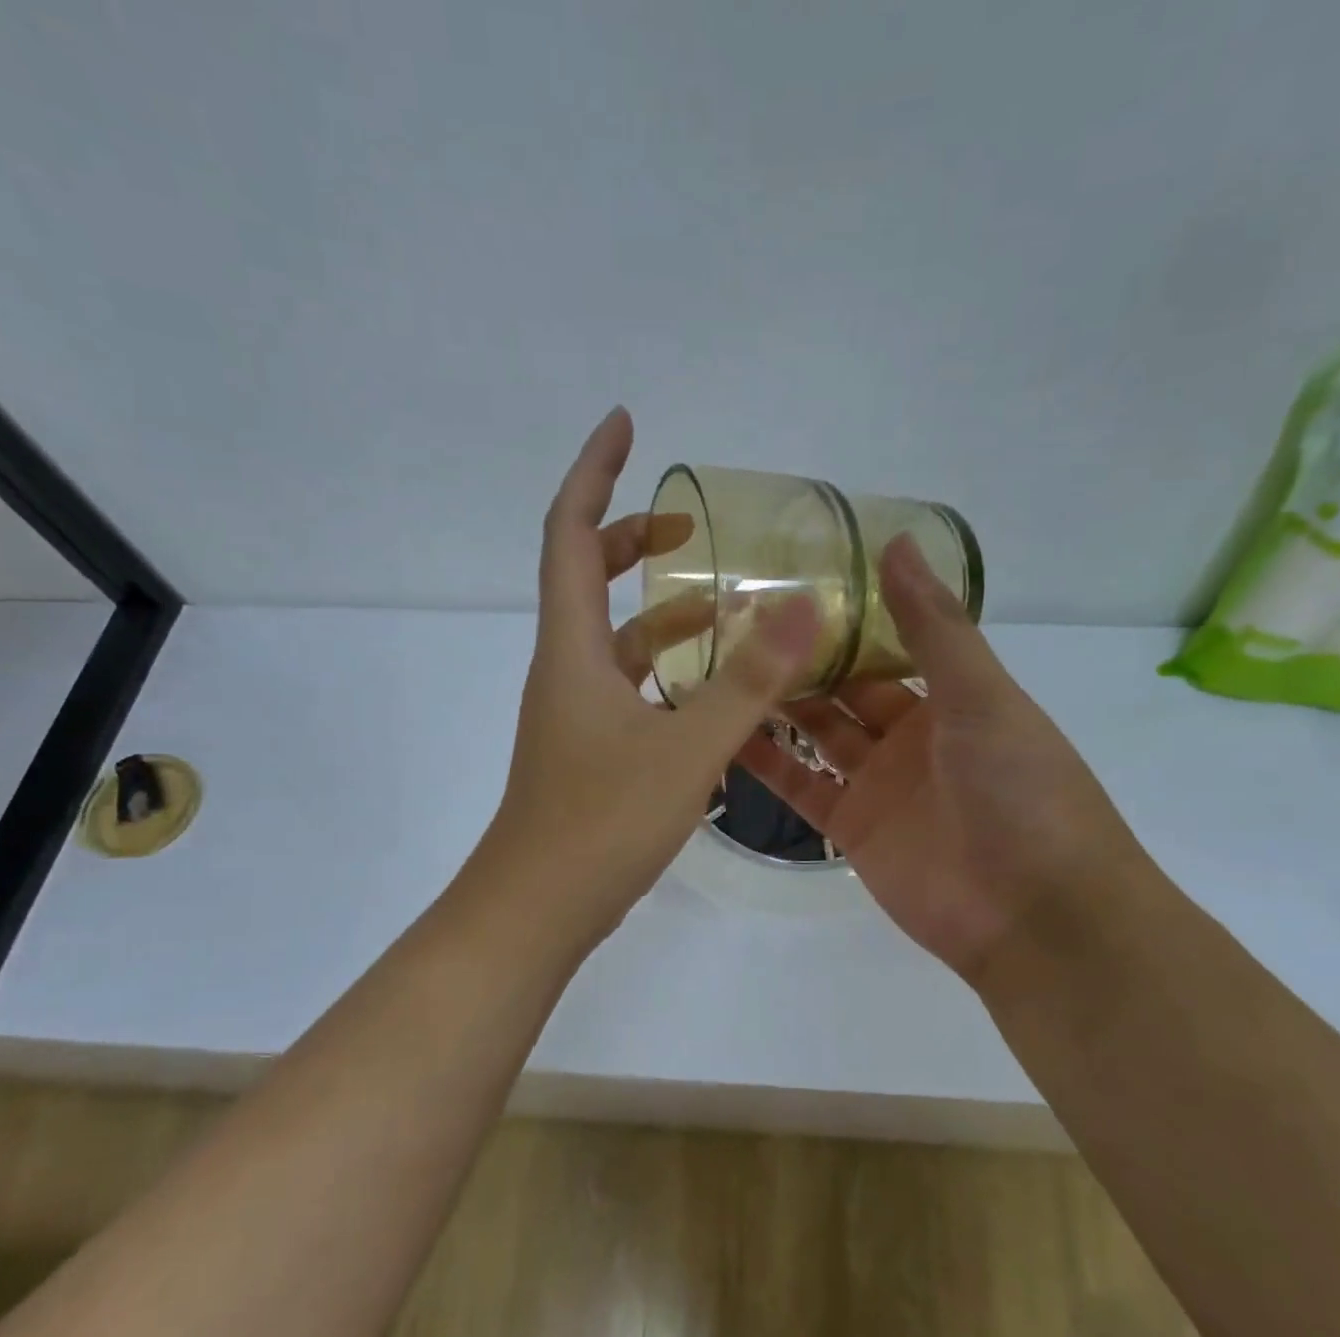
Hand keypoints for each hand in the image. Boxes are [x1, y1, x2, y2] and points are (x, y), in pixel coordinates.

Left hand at [485, 407, 820, 947]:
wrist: (537, 910)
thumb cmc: (600, 825)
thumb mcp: (686, 749)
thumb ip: (747, 681)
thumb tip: (802, 607)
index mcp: (573, 649)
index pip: (573, 533)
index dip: (594, 472)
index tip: (624, 424)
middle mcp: (566, 669)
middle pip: (589, 576)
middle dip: (635, 537)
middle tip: (690, 525)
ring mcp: (576, 711)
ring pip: (616, 638)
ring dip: (662, 613)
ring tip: (725, 607)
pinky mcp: (591, 748)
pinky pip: (630, 685)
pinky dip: (667, 669)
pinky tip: (712, 690)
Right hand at [736, 537, 1147, 986]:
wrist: (1035, 915)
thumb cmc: (1021, 790)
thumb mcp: (982, 696)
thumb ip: (934, 626)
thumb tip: (896, 540)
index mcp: (950, 697)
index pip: (886, 643)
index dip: (843, 615)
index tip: (789, 580)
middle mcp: (911, 735)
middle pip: (844, 687)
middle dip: (800, 657)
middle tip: (736, 619)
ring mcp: (878, 783)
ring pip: (815, 733)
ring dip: (775, 704)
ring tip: (718, 665)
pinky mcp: (851, 828)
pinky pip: (800, 787)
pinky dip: (765, 763)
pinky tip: (722, 732)